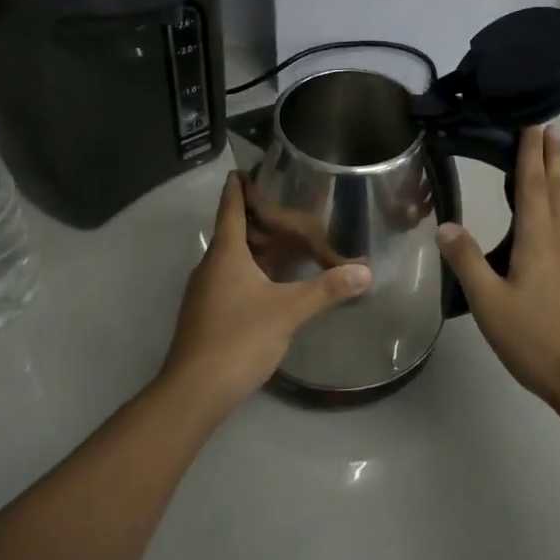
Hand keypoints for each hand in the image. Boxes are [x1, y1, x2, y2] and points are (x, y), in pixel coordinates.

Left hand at [159, 173, 371, 417]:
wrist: (194, 392)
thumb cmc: (238, 338)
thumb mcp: (288, 311)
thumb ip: (326, 289)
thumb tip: (365, 271)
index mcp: (225, 253)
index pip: (230, 207)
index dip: (238, 186)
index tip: (245, 167)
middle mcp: (210, 266)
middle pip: (231, 231)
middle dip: (255, 217)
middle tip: (286, 204)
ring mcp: (204, 292)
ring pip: (231, 258)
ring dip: (254, 246)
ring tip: (285, 240)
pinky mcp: (206, 315)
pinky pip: (230, 279)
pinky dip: (250, 271)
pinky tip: (271, 283)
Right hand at [438, 125, 559, 412]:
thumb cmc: (537, 341)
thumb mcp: (490, 304)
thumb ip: (467, 262)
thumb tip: (446, 225)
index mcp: (540, 240)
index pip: (534, 185)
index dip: (532, 153)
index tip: (535, 125)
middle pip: (559, 190)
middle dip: (553, 158)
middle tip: (551, 130)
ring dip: (557, 185)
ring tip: (546, 174)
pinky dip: (559, 217)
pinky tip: (549, 238)